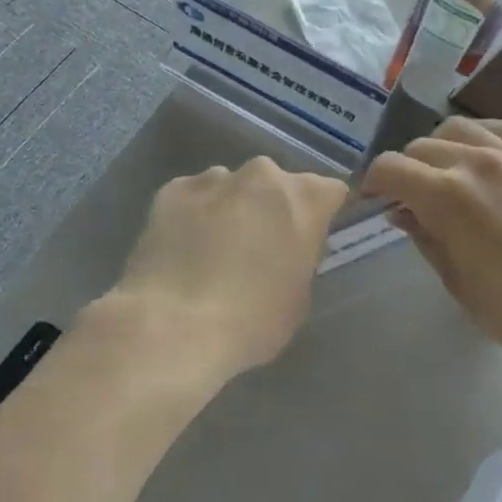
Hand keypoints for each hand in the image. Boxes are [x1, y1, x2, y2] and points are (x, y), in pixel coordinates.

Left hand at [106, 157, 347, 385]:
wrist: (174, 326)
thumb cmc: (253, 321)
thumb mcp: (299, 296)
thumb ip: (301, 258)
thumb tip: (288, 250)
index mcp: (305, 198)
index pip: (329, 191)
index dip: (321, 214)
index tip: (310, 239)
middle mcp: (262, 175)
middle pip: (275, 184)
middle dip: (270, 208)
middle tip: (258, 248)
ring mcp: (213, 178)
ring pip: (230, 187)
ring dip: (230, 209)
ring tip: (212, 251)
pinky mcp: (172, 190)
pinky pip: (192, 197)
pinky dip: (192, 215)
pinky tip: (182, 249)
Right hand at [361, 117, 501, 381]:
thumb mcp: (460, 285)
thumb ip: (427, 239)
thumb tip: (404, 211)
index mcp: (447, 196)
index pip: (391, 168)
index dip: (373, 182)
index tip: (375, 200)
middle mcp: (477, 161)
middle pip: (421, 147)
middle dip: (405, 170)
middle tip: (411, 198)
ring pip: (458, 129)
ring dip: (440, 149)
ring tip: (447, 174)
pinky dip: (482, 137)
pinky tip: (484, 156)